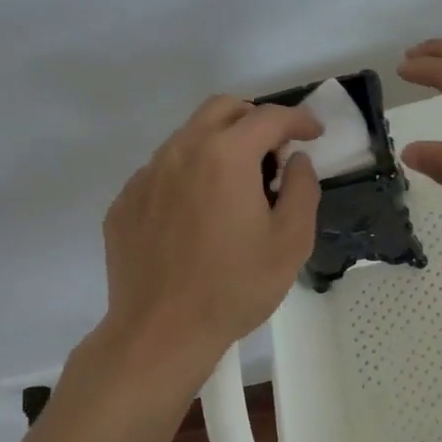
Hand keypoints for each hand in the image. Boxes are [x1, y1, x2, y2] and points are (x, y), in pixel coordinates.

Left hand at [101, 96, 321, 368]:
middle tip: (275, 151)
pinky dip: (190, 173)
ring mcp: (146, 175)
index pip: (269, 117)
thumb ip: (303, 189)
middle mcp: (181, 152)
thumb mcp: (291, 241)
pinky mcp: (126, 201)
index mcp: (226, 156)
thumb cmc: (235, 287)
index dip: (299, 119)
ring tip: (238, 185)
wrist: (160, 333)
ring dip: (221, 144)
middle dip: (256, 118)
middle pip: (223, 109)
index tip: (315, 134)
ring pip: (189, 136)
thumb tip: (296, 161)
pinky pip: (164, 169)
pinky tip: (200, 213)